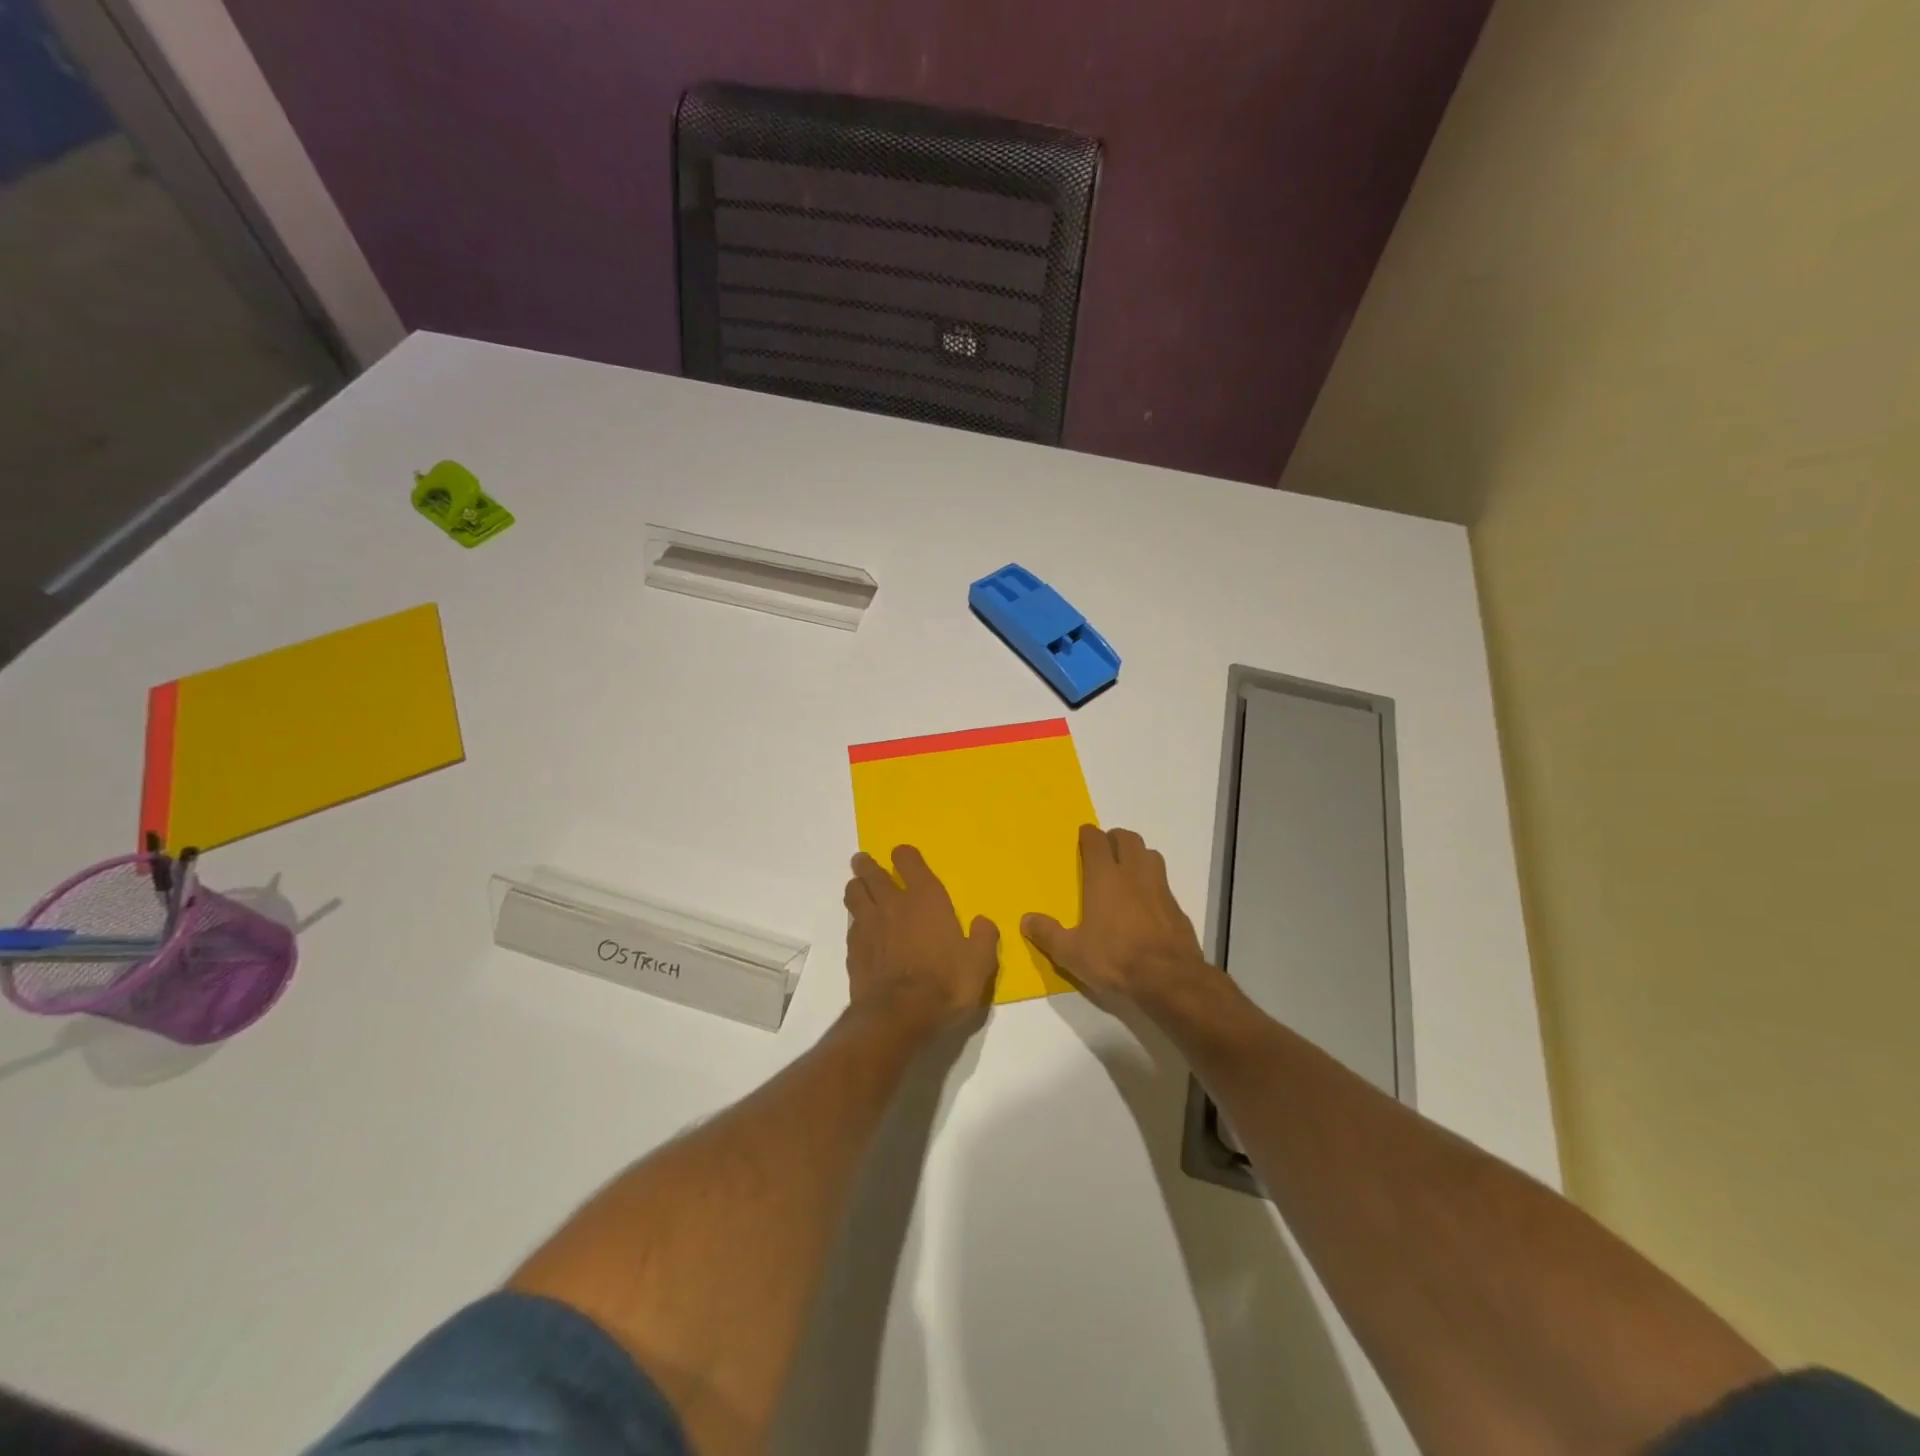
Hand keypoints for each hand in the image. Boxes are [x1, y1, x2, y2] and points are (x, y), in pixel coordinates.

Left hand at [844, 845, 997, 1038]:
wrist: (899, 1017)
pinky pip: (851, 924)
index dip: (904, 856)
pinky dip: (855, 920)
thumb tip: (982, 922)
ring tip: (858, 888)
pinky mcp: (853, 949)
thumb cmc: (945, 984)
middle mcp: (893, 904)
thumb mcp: (980, 963)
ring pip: (854, 893)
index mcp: (926, 898)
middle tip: (863, 861)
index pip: (909, 861)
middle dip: (868, 864)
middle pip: (872, 873)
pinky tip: (860, 928)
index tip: (902, 856)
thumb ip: (984, 938)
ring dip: (856, 887)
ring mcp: (869, 925)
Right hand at [1022, 825, 1207, 1012]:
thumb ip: (1048, 934)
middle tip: (1105, 850)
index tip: (1083, 836)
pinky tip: (1147, 901)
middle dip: (1115, 838)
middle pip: (1128, 839)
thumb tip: (1025, 920)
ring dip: (1138, 855)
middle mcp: (1133, 874)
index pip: (1096, 841)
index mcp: (1105, 877)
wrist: (1168, 978)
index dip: (1088, 834)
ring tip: (1127, 869)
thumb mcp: (1071, 952)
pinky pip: (1163, 881)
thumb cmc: (1115, 958)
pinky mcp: (1176, 906)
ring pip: (1150, 854)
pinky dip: (1153, 882)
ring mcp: (1159, 887)